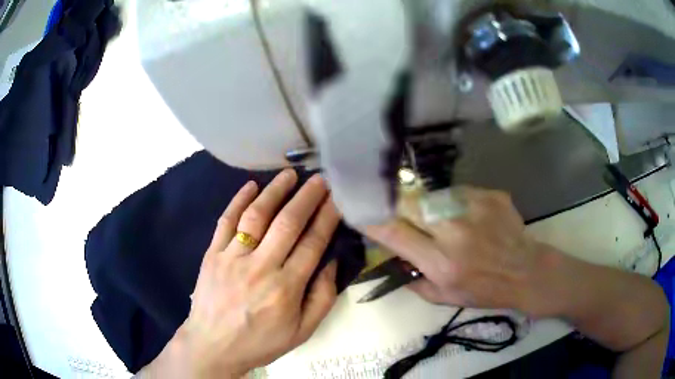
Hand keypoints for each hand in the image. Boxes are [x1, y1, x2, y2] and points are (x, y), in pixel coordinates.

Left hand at [145, 170, 338, 377]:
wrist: (213, 345)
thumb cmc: (260, 341)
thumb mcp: (302, 331)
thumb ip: (322, 298)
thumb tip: (330, 262)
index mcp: (286, 288)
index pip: (312, 243)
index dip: (327, 217)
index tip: (337, 198)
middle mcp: (260, 267)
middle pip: (287, 223)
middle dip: (307, 197)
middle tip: (319, 179)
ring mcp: (232, 258)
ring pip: (256, 216)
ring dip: (275, 192)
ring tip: (289, 175)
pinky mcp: (212, 254)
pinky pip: (226, 222)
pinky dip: (238, 201)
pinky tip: (250, 185)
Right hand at [365, 187, 557, 315]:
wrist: (525, 271)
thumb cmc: (484, 290)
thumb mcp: (444, 297)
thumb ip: (413, 279)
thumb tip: (393, 257)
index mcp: (441, 262)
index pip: (394, 233)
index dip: (371, 219)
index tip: (357, 208)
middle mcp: (454, 231)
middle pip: (409, 204)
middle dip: (395, 204)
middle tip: (393, 206)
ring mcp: (474, 208)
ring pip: (431, 195)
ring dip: (425, 205)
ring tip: (439, 219)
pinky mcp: (489, 195)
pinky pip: (456, 192)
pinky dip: (452, 202)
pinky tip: (465, 215)